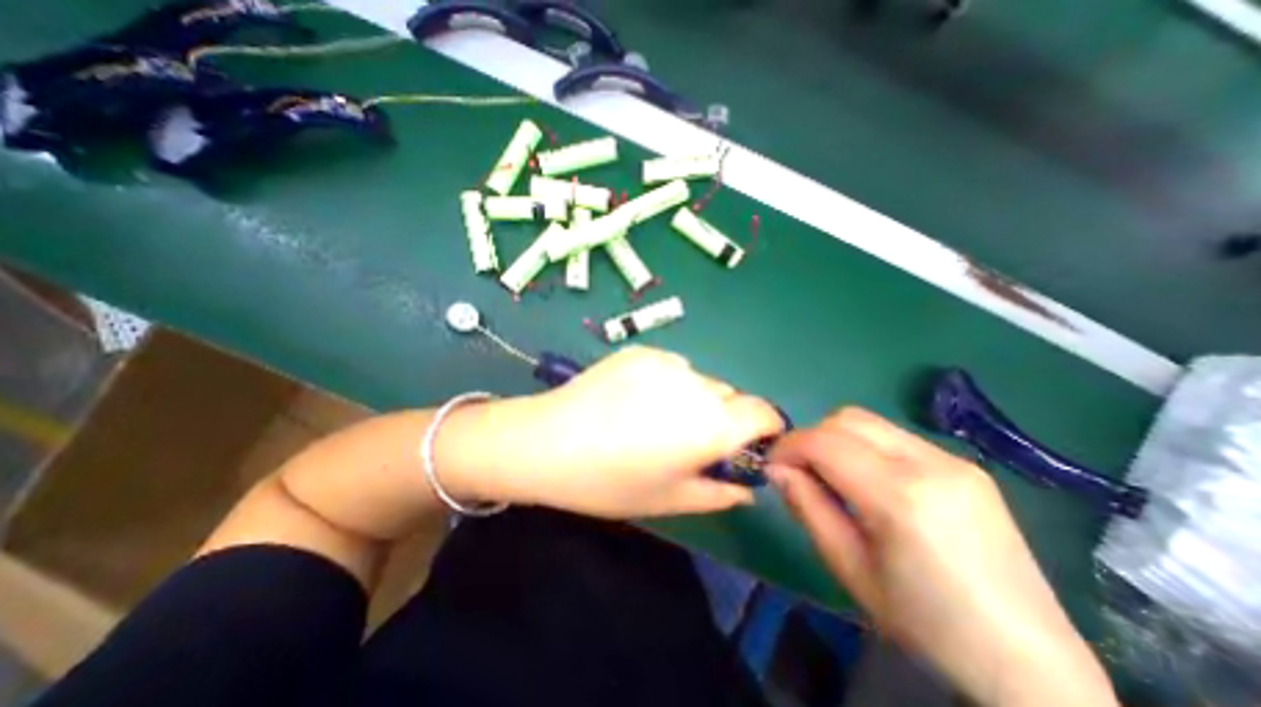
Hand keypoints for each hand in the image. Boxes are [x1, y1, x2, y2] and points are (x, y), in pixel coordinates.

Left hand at [452, 348, 785, 517]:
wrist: (547, 442)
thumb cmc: (610, 482)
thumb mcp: (671, 499)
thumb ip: (720, 493)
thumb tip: (749, 488)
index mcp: (711, 424)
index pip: (763, 412)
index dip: (765, 428)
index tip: (750, 445)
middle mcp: (697, 384)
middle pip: (731, 396)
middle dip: (724, 418)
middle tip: (691, 440)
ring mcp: (667, 361)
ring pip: (700, 381)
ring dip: (695, 399)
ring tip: (656, 419)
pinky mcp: (641, 350)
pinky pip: (671, 367)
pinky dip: (668, 383)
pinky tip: (634, 400)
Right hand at [769, 409, 1110, 706]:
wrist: (1028, 662)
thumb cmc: (925, 623)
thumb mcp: (848, 568)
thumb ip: (807, 506)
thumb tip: (776, 468)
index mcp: (901, 496)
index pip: (824, 442)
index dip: (788, 446)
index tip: (772, 464)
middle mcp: (930, 463)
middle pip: (846, 419)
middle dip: (811, 437)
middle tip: (800, 470)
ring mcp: (953, 460)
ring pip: (869, 422)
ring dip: (837, 440)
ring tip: (832, 475)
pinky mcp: (965, 466)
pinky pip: (895, 438)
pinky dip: (865, 447)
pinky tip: (868, 481)